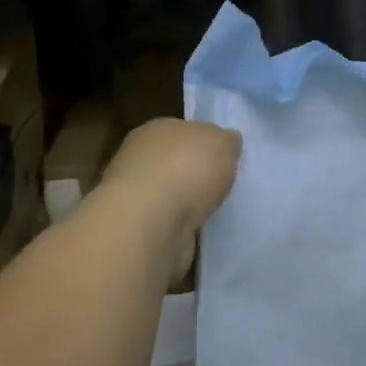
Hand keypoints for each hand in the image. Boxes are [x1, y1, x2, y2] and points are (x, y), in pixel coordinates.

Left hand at [97, 118, 240, 287]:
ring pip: (172, 198)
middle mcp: (138, 161)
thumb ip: (226, 140)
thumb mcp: (221, 141)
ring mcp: (136, 200)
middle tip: (224, 186)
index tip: (224, 157)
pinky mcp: (139, 234)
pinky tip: (204, 235)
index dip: (204, 142)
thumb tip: (229, 142)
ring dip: (190, 206)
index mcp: (155, 130)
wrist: (151, 225)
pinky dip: (185, 232)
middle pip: (175, 165)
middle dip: (196, 176)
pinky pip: (170, 228)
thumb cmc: (185, 169)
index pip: (182, 131)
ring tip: (219, 213)